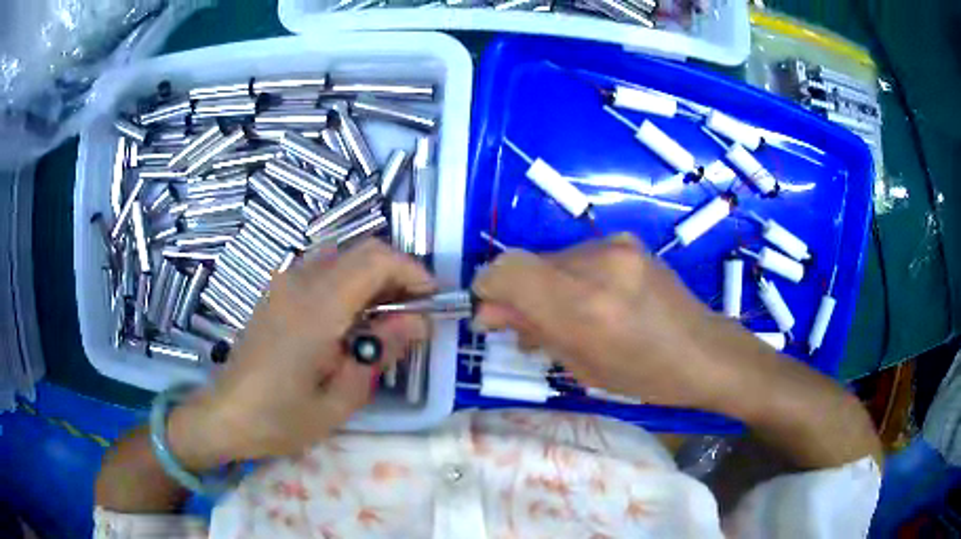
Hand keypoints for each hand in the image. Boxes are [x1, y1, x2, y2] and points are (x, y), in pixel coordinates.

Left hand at [168, 240, 435, 468]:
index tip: (432, 301)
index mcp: (316, 308)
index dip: (412, 272)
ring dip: (372, 276)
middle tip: (412, 313)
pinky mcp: (277, 291)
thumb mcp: (340, 399)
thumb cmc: (281, 418)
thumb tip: (418, 322)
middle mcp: (299, 282)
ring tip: (384, 318)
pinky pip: (322, 268)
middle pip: (362, 249)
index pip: (375, 260)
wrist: (227, 415)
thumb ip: (380, 353)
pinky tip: (349, 319)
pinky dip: (349, 280)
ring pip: (343, 255)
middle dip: (396, 272)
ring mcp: (284, 282)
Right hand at [471, 234, 782, 416]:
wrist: (704, 350)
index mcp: (585, 306)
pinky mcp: (627, 241)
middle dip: (518, 293)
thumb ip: (534, 332)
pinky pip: (577, 256)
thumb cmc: (646, 376)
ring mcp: (615, 247)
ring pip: (552, 259)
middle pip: (527, 263)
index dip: (489, 288)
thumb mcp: (583, 367)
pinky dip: (570, 278)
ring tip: (567, 319)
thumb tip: (491, 312)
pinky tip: (591, 302)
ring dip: (546, 287)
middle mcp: (598, 264)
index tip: (491, 314)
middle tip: (528, 328)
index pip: (507, 270)